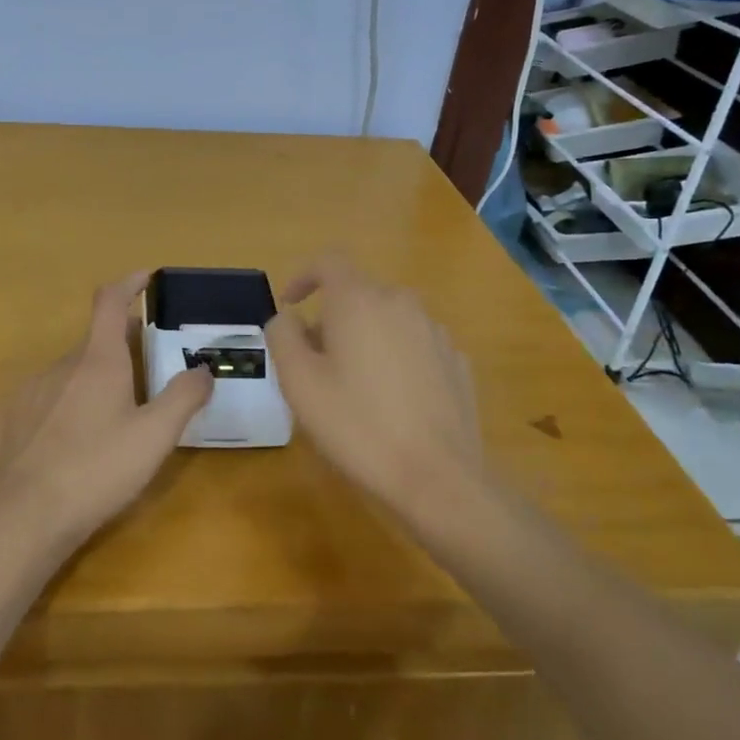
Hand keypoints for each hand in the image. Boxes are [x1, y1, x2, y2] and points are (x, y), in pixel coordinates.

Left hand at [0, 271, 213, 549]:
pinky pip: (47, 399)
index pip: (110, 301)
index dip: (129, 283)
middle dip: (121, 345)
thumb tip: (204, 369)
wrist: (25, 517)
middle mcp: (61, 365)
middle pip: (94, 341)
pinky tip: (74, 440)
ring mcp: (31, 391)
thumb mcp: (155, 436)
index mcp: (98, 361)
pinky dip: (67, 405)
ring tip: (113, 414)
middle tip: (147, 367)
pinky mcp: (12, 419)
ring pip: (71, 373)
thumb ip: (184, 397)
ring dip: (94, 379)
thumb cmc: (97, 469)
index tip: (146, 277)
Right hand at [265, 255, 489, 527]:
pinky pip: (414, 345)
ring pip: (387, 320)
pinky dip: (395, 358)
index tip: (290, 305)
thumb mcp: (298, 382)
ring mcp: (435, 332)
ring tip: (353, 386)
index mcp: (359, 300)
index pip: (328, 262)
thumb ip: (283, 336)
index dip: (303, 276)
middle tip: (314, 362)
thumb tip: (289, 319)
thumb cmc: (357, 424)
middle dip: (331, 318)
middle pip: (358, 294)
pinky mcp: (456, 362)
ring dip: (364, 338)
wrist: (438, 477)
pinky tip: (391, 402)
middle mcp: (401, 303)